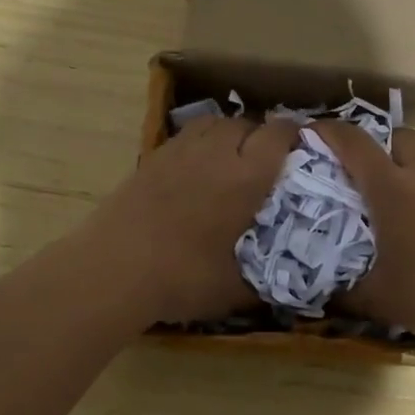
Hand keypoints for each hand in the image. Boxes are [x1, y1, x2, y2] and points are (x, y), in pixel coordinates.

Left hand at [85, 116, 298, 324]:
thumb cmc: (181, 278)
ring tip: (230, 157)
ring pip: (212, 122)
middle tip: (265, 160)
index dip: (293, 134)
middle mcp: (215, 154)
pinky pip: (185, 136)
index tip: (301, 145)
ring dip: (228, 133)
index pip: (277, 135)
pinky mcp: (151, 159)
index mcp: (245, 178)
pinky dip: (199, 143)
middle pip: (244, 123)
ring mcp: (179, 152)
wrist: (112, 269)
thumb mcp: (232, 291)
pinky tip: (195, 169)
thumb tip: (283, 289)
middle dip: (260, 135)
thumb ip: (262, 285)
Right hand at [312, 121, 414, 352]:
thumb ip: (344, 291)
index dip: (330, 132)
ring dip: (412, 152)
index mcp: (392, 188)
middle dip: (377, 145)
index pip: (355, 143)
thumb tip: (320, 294)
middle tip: (363, 170)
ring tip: (402, 178)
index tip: (313, 131)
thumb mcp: (377, 298)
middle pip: (398, 135)